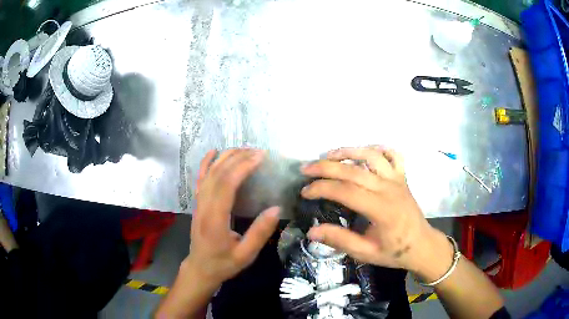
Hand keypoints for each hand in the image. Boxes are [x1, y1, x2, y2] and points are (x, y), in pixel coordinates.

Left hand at [186, 148, 279, 287]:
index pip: (227, 185)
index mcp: (216, 219)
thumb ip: (260, 233)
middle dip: (238, 158)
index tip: (260, 157)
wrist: (200, 268)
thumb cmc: (224, 263)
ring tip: (244, 149)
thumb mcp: (246, 255)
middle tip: (258, 151)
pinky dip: (206, 163)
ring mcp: (198, 203)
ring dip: (226, 157)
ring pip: (209, 173)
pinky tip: (213, 152)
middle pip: (218, 174)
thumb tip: (276, 209)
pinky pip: (200, 179)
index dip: (243, 167)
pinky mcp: (198, 203)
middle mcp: (204, 206)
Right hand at [301, 146, 451, 276]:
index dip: (322, 188)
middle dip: (326, 167)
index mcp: (381, 209)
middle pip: (354, 169)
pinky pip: (392, 155)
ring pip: (372, 155)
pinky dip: (377, 149)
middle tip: (306, 169)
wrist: (421, 245)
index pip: (346, 191)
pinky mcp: (402, 177)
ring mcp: (397, 179)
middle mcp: (389, 189)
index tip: (305, 192)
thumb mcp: (365, 253)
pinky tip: (364, 151)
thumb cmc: (394, 251)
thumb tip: (311, 231)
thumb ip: (340, 241)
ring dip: (348, 151)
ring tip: (328, 155)